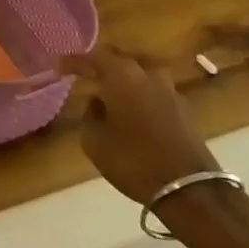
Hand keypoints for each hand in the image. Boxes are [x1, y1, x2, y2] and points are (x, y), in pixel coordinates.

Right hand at [62, 46, 219, 206]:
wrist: (190, 190)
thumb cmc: (134, 161)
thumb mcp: (95, 141)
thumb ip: (90, 115)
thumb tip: (98, 103)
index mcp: (122, 75)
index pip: (93, 57)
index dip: (73, 61)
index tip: (58, 66)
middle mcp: (147, 74)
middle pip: (120, 59)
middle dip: (101, 65)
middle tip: (85, 75)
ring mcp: (170, 90)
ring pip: (140, 74)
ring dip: (123, 80)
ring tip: (109, 94)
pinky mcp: (184, 109)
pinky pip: (153, 91)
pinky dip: (139, 94)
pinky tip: (131, 110)